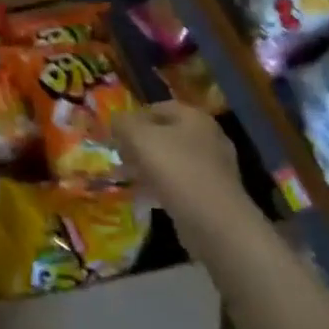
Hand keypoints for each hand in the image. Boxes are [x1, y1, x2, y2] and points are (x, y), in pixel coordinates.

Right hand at [116, 104, 247, 247]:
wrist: (214, 221)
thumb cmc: (175, 169)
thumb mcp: (139, 138)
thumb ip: (123, 123)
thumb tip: (116, 120)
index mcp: (194, 118)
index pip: (158, 108)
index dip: (133, 118)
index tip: (114, 134)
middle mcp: (207, 138)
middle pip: (164, 135)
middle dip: (138, 145)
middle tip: (118, 157)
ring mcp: (212, 168)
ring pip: (170, 160)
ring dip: (146, 167)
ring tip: (124, 178)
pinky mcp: (211, 194)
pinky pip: (179, 183)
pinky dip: (159, 186)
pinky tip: (142, 196)